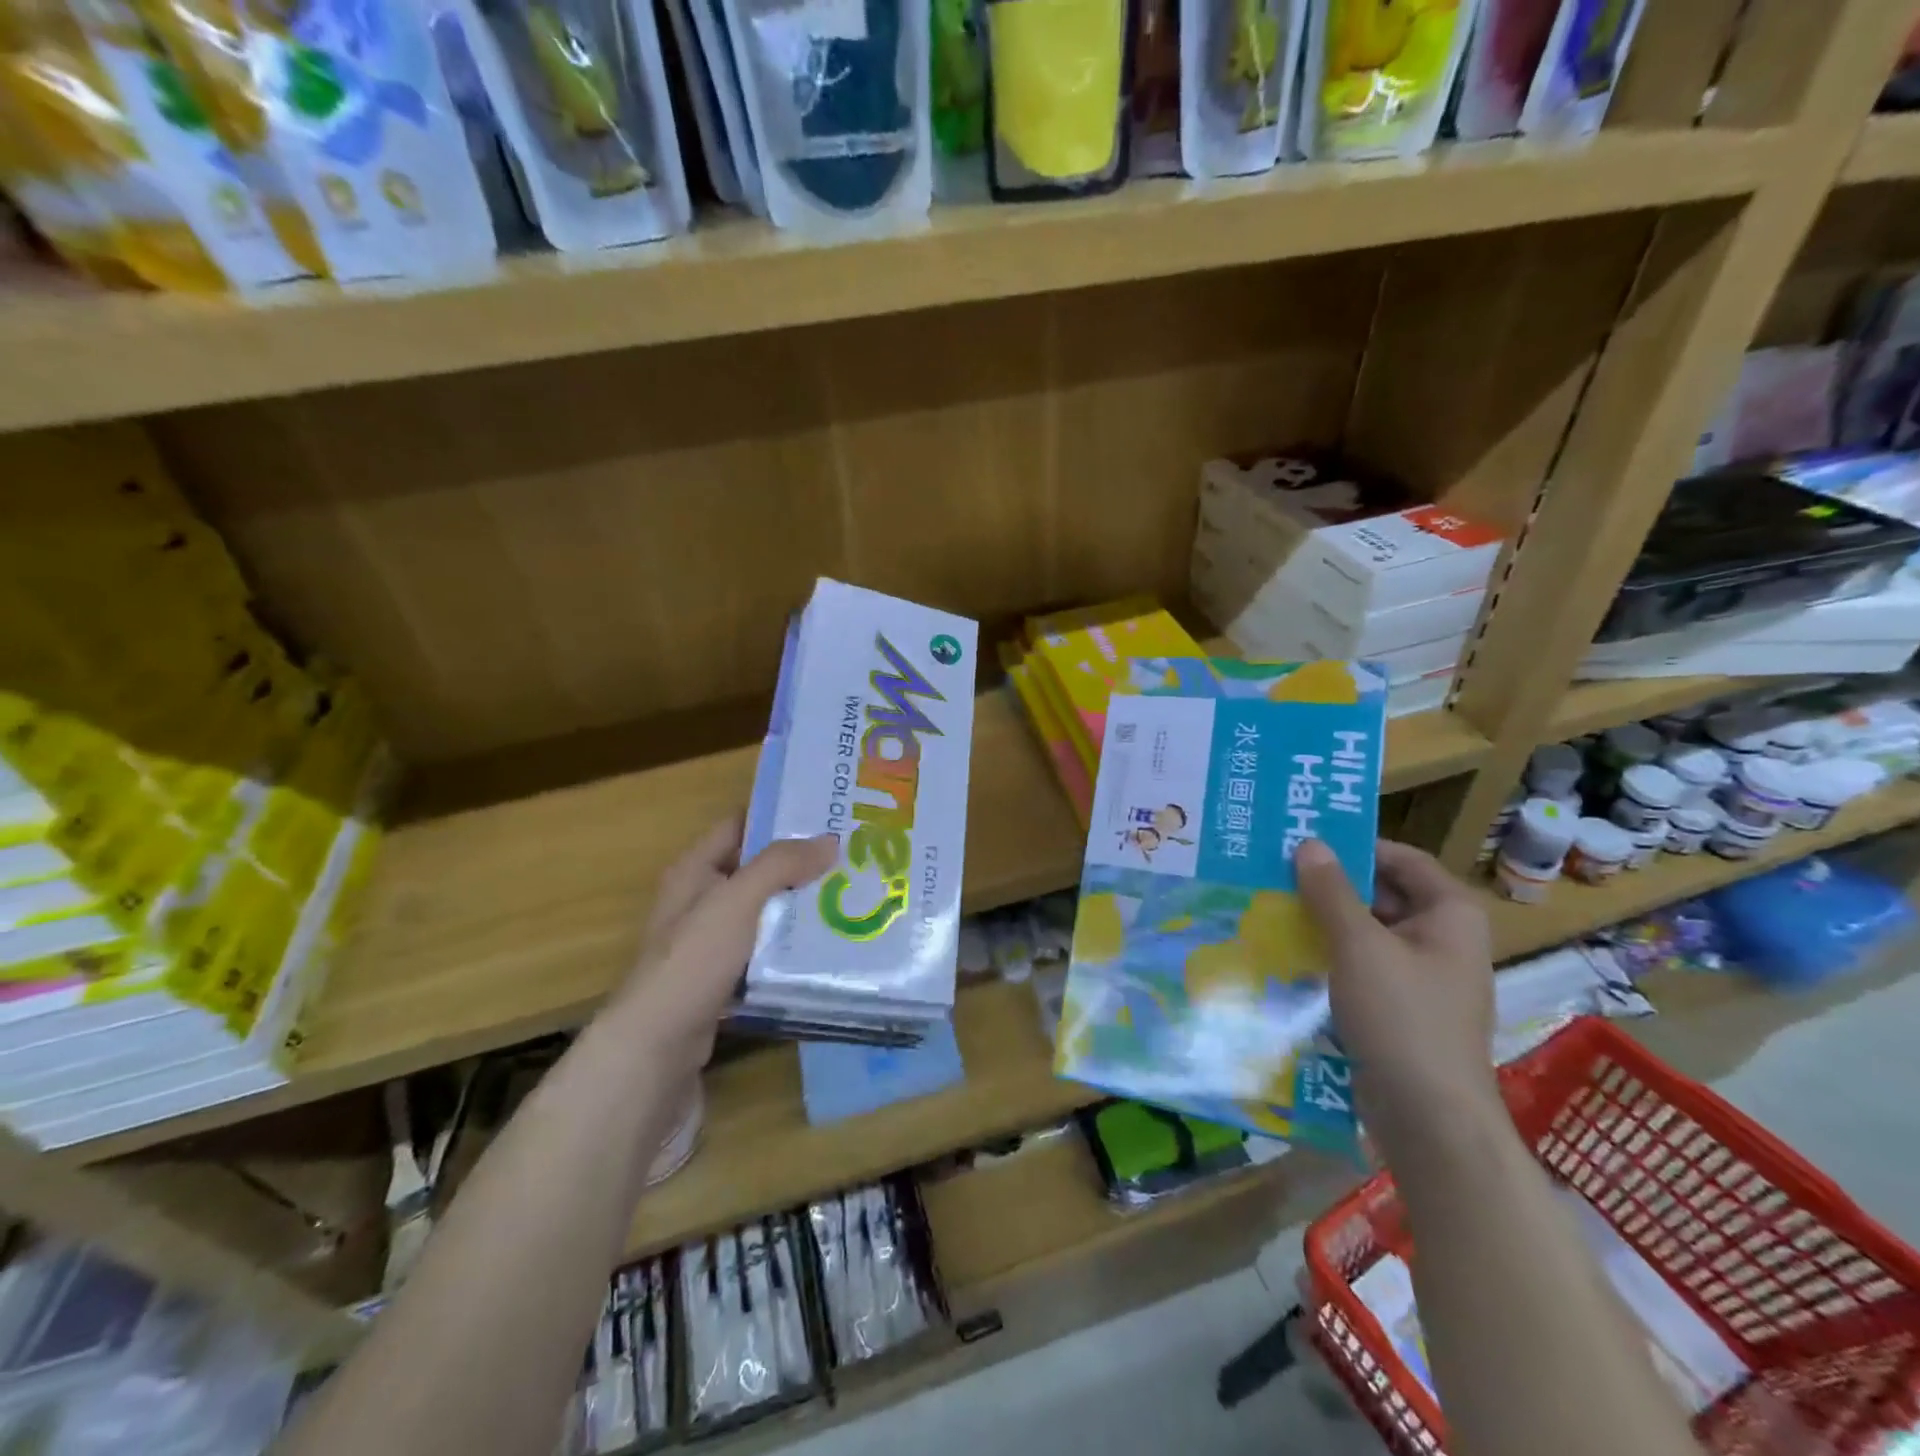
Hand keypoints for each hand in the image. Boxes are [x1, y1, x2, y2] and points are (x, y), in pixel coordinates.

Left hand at [615, 816, 836, 1074]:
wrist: (657, 1049)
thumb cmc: (692, 961)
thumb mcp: (735, 901)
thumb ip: (780, 866)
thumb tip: (829, 840)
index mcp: (694, 871)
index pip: (738, 825)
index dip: (777, 815)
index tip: (827, 813)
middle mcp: (700, 901)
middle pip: (756, 869)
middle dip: (800, 863)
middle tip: (851, 856)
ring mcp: (711, 943)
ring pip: (764, 912)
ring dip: (799, 905)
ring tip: (851, 895)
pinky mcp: (724, 979)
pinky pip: (765, 950)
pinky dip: (791, 944)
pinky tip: (827, 944)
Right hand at [1293, 838, 1499, 1161]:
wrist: (1429, 1120)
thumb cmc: (1402, 1018)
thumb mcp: (1359, 946)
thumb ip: (1331, 892)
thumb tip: (1309, 844)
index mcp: (1450, 915)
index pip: (1401, 859)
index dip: (1355, 846)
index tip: (1303, 840)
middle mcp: (1440, 939)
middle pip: (1381, 894)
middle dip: (1330, 885)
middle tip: (1275, 871)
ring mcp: (1419, 977)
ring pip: (1366, 932)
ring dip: (1323, 920)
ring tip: (1269, 906)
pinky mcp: (1398, 1008)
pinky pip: (1360, 966)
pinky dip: (1328, 955)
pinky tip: (1285, 952)